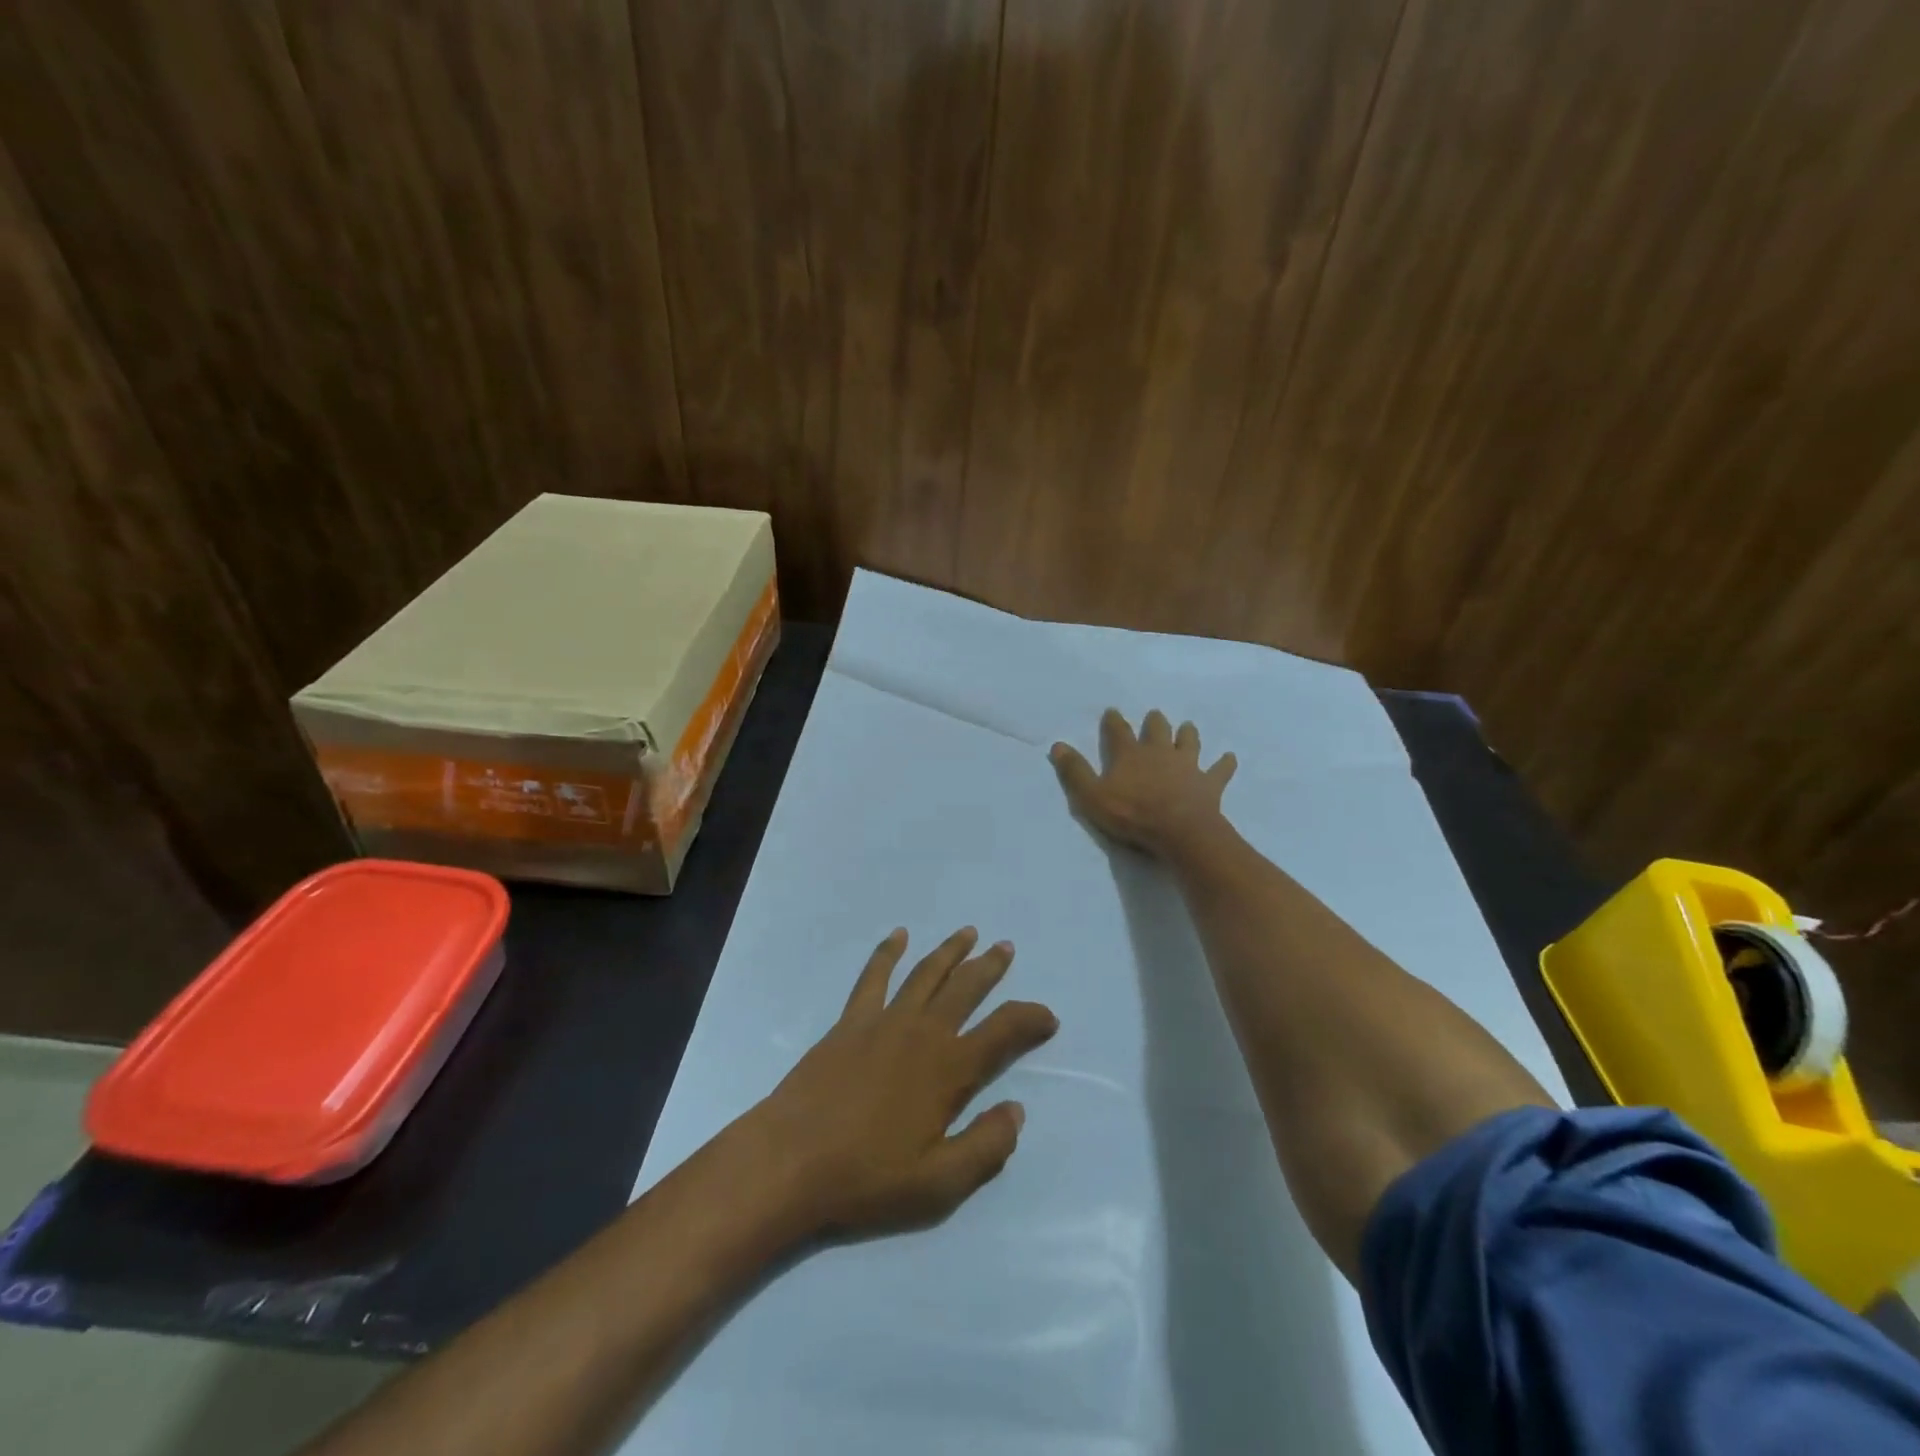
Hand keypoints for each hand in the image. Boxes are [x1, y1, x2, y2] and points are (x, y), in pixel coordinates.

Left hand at [741, 927, 1058, 1238]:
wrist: (791, 1161)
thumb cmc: (867, 1178)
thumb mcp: (939, 1185)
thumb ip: (986, 1147)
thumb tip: (1017, 1110)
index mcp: (949, 1069)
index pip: (1003, 1031)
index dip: (1031, 1019)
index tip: (1048, 1017)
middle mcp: (922, 1032)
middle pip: (966, 988)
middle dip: (990, 967)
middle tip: (1006, 948)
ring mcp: (884, 1021)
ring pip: (926, 973)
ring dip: (950, 951)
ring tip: (969, 933)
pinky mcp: (851, 1021)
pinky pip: (874, 977)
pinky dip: (887, 952)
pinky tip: (898, 935)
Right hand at [1049, 709, 1236, 855]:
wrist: (1179, 831)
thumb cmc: (1132, 814)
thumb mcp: (1092, 796)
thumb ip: (1075, 772)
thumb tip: (1058, 745)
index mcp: (1130, 755)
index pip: (1118, 732)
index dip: (1114, 721)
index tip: (1112, 711)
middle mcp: (1159, 753)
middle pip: (1157, 730)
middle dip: (1154, 722)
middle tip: (1155, 714)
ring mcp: (1187, 766)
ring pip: (1188, 743)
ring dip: (1188, 734)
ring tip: (1188, 727)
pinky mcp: (1209, 783)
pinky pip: (1219, 770)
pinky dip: (1225, 763)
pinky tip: (1230, 757)